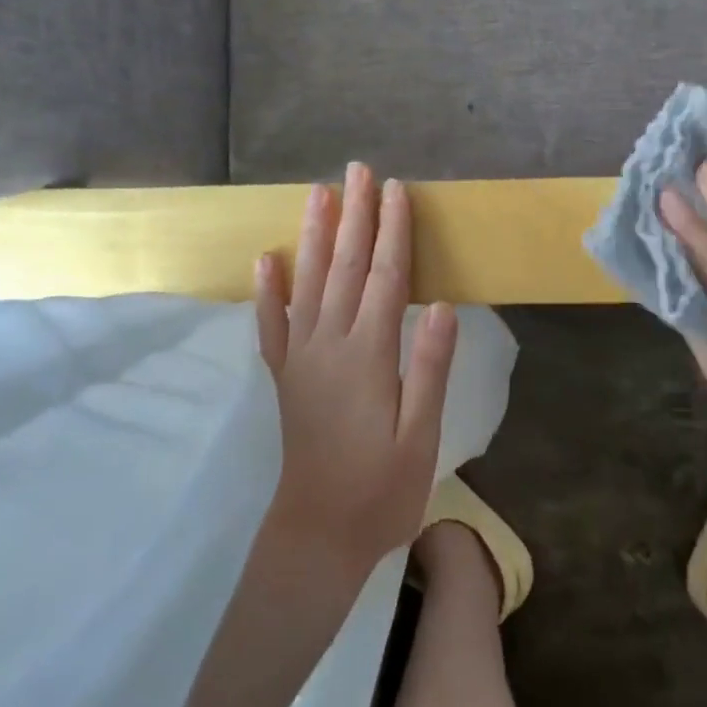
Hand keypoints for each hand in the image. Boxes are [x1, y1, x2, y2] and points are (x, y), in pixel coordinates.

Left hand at [255, 162, 457, 579]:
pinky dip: (267, 290)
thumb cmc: (382, 489)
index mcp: (369, 355)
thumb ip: (429, 368)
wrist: (318, 535)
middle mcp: (330, 345)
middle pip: (344, 267)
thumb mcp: (421, 435)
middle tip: (358, 171)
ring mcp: (301, 358)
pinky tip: (265, 260)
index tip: (397, 190)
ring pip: (307, 283)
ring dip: (314, 236)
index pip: (385, 277)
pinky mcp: (284, 376)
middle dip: (354, 215)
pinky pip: (271, 325)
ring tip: (317, 195)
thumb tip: (441, 304)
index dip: (393, 231)